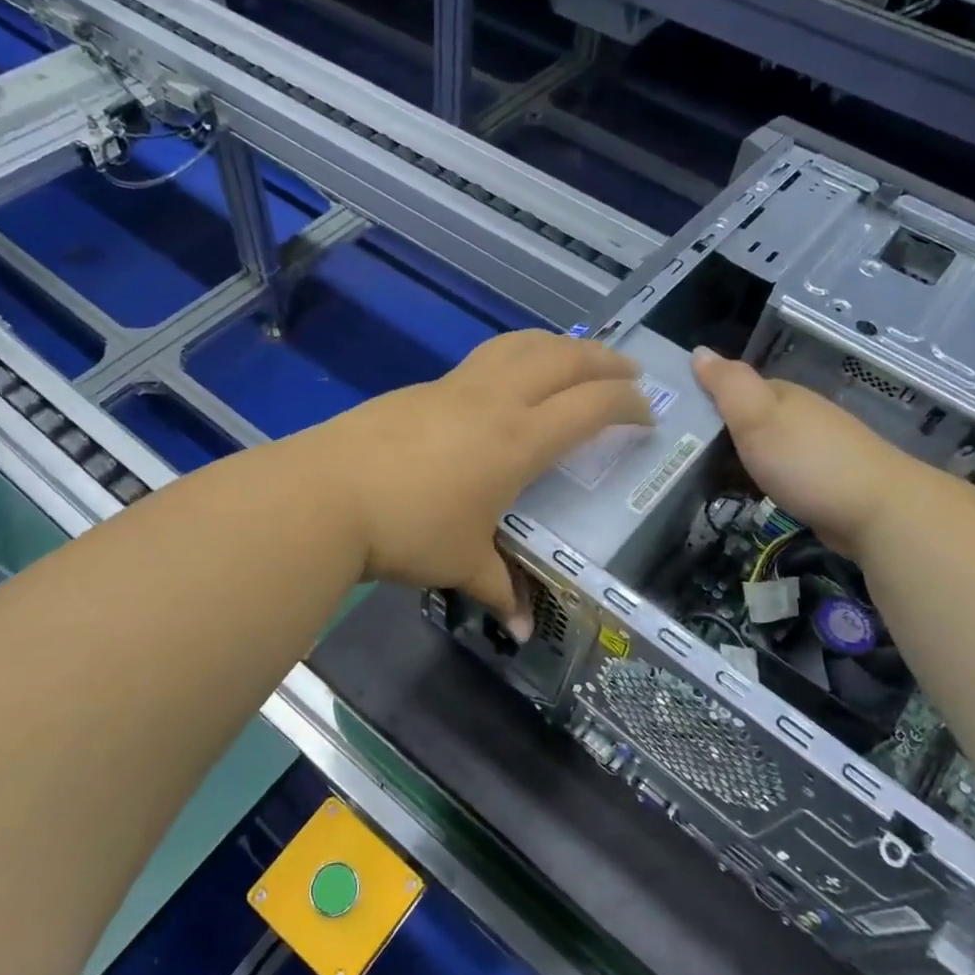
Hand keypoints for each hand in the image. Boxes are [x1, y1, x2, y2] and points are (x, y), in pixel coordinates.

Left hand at [316, 331, 650, 632]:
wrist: (326, 494)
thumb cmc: (407, 530)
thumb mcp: (461, 563)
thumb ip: (500, 590)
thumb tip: (523, 630)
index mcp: (519, 440)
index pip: (591, 408)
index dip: (628, 405)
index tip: (648, 414)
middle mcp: (497, 401)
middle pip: (564, 360)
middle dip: (605, 361)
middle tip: (631, 372)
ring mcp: (458, 386)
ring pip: (522, 345)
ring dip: (560, 344)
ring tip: (578, 355)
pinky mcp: (426, 386)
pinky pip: (487, 357)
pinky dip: (518, 354)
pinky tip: (512, 373)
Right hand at [692, 347, 918, 554]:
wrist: (878, 512)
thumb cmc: (807, 460)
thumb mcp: (757, 417)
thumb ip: (727, 384)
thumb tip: (699, 351)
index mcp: (781, 395)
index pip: (732, 389)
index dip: (702, 401)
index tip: (670, 423)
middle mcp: (798, 416)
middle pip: (746, 419)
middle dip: (716, 433)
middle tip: (677, 457)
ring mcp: (812, 450)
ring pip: (761, 448)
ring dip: (735, 460)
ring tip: (700, 480)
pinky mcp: (821, 483)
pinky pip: (776, 474)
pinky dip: (756, 481)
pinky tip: (744, 495)